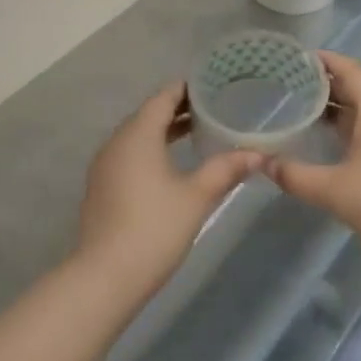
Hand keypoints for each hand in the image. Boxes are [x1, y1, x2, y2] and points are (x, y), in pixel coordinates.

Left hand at [77, 82, 260, 290]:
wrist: (106, 275)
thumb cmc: (155, 227)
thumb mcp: (197, 196)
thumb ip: (226, 169)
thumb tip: (258, 154)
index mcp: (138, 135)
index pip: (162, 98)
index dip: (186, 89)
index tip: (211, 85)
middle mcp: (116, 143)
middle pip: (148, 115)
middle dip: (178, 110)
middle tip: (212, 108)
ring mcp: (105, 166)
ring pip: (137, 136)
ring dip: (164, 131)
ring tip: (196, 133)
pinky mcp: (102, 188)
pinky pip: (129, 155)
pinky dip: (151, 150)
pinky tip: (171, 165)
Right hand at [263, 51, 360, 257]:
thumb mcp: (332, 190)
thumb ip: (294, 175)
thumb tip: (261, 163)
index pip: (350, 70)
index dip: (324, 60)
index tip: (294, 58)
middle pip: (355, 86)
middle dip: (322, 82)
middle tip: (286, 82)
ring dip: (333, 104)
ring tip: (298, 106)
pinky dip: (344, 124)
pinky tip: (323, 137)